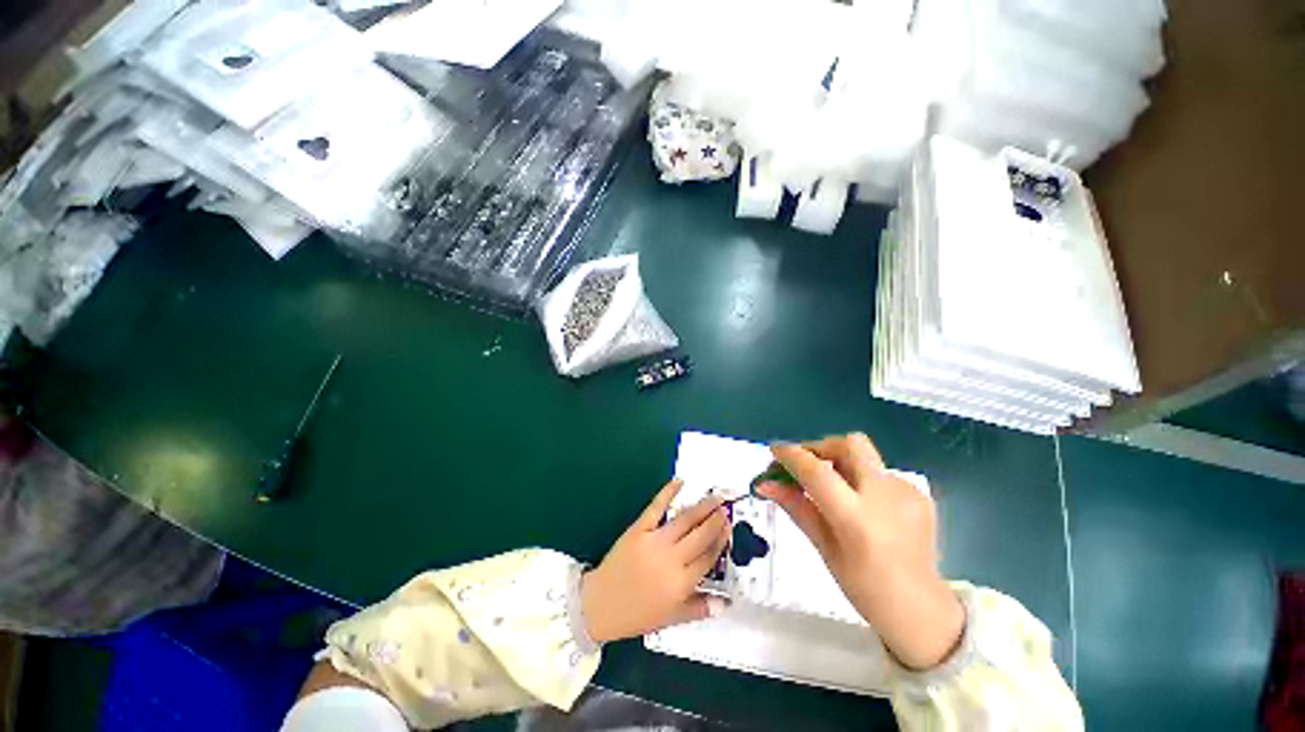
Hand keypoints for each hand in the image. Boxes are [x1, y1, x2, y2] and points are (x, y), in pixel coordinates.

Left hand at [581, 480, 729, 642]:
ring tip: (715, 497)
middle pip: (701, 535)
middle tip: (726, 507)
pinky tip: (679, 482)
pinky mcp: (638, 529)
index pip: (708, 557)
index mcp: (681, 584)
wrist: (599, 605)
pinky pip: (656, 507)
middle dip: (716, 520)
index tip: (730, 527)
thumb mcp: (671, 619)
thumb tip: (725, 602)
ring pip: (684, 520)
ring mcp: (654, 541)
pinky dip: (668, 492)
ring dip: (702, 507)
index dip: (721, 541)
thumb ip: (699, 608)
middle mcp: (672, 560)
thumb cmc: (637, 614)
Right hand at [756, 434, 964, 669]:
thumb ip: (796, 507)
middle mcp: (885, 496)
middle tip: (806, 465)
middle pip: (848, 444)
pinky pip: (880, 474)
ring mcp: (907, 493)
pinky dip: (862, 481)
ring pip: (865, 457)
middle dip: (821, 447)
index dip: (791, 455)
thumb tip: (765, 484)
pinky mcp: (919, 495)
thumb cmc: (865, 588)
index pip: (817, 471)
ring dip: (841, 465)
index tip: (775, 451)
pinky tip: (863, 507)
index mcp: (857, 518)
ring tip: (832, 491)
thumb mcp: (824, 548)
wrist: (923, 612)